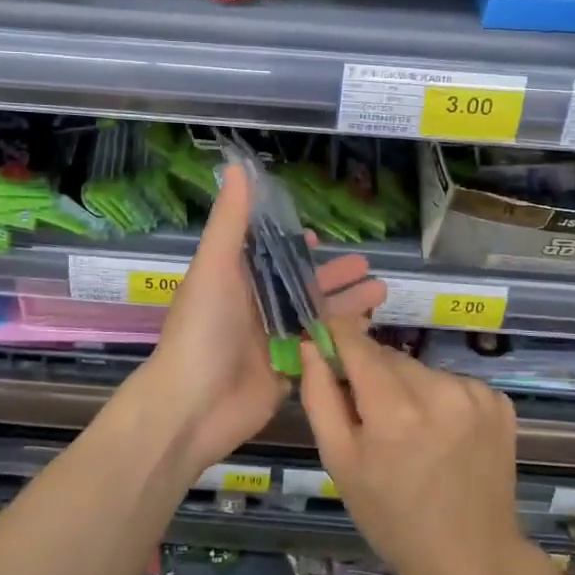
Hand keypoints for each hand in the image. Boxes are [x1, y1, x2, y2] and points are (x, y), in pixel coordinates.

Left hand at [138, 163, 386, 473]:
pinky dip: (341, 338)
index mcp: (233, 281)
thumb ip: (231, 221)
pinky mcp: (286, 372)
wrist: (193, 406)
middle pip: (299, 286)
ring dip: (345, 304)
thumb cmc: (202, 329)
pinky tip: (369, 329)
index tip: (320, 237)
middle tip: (368, 265)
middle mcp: (253, 308)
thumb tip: (237, 167)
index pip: (267, 256)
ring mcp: (270, 342)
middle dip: (333, 276)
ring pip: (313, 316)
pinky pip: (318, 349)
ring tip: (382, 291)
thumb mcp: (214, 267)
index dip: (292, 246)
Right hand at [299, 319, 529, 574]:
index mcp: (394, 409)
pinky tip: (442, 436)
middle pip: (388, 356)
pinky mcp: (499, 401)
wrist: (472, 559)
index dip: (337, 337)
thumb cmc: (392, 517)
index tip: (326, 346)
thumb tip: (311, 343)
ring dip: (407, 388)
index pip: (356, 341)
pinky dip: (439, 399)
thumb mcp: (340, 462)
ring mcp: (475, 394)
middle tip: (372, 419)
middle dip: (373, 375)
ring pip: (419, 369)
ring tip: (411, 434)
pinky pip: (451, 382)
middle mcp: (439, 390)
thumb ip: (320, 395)